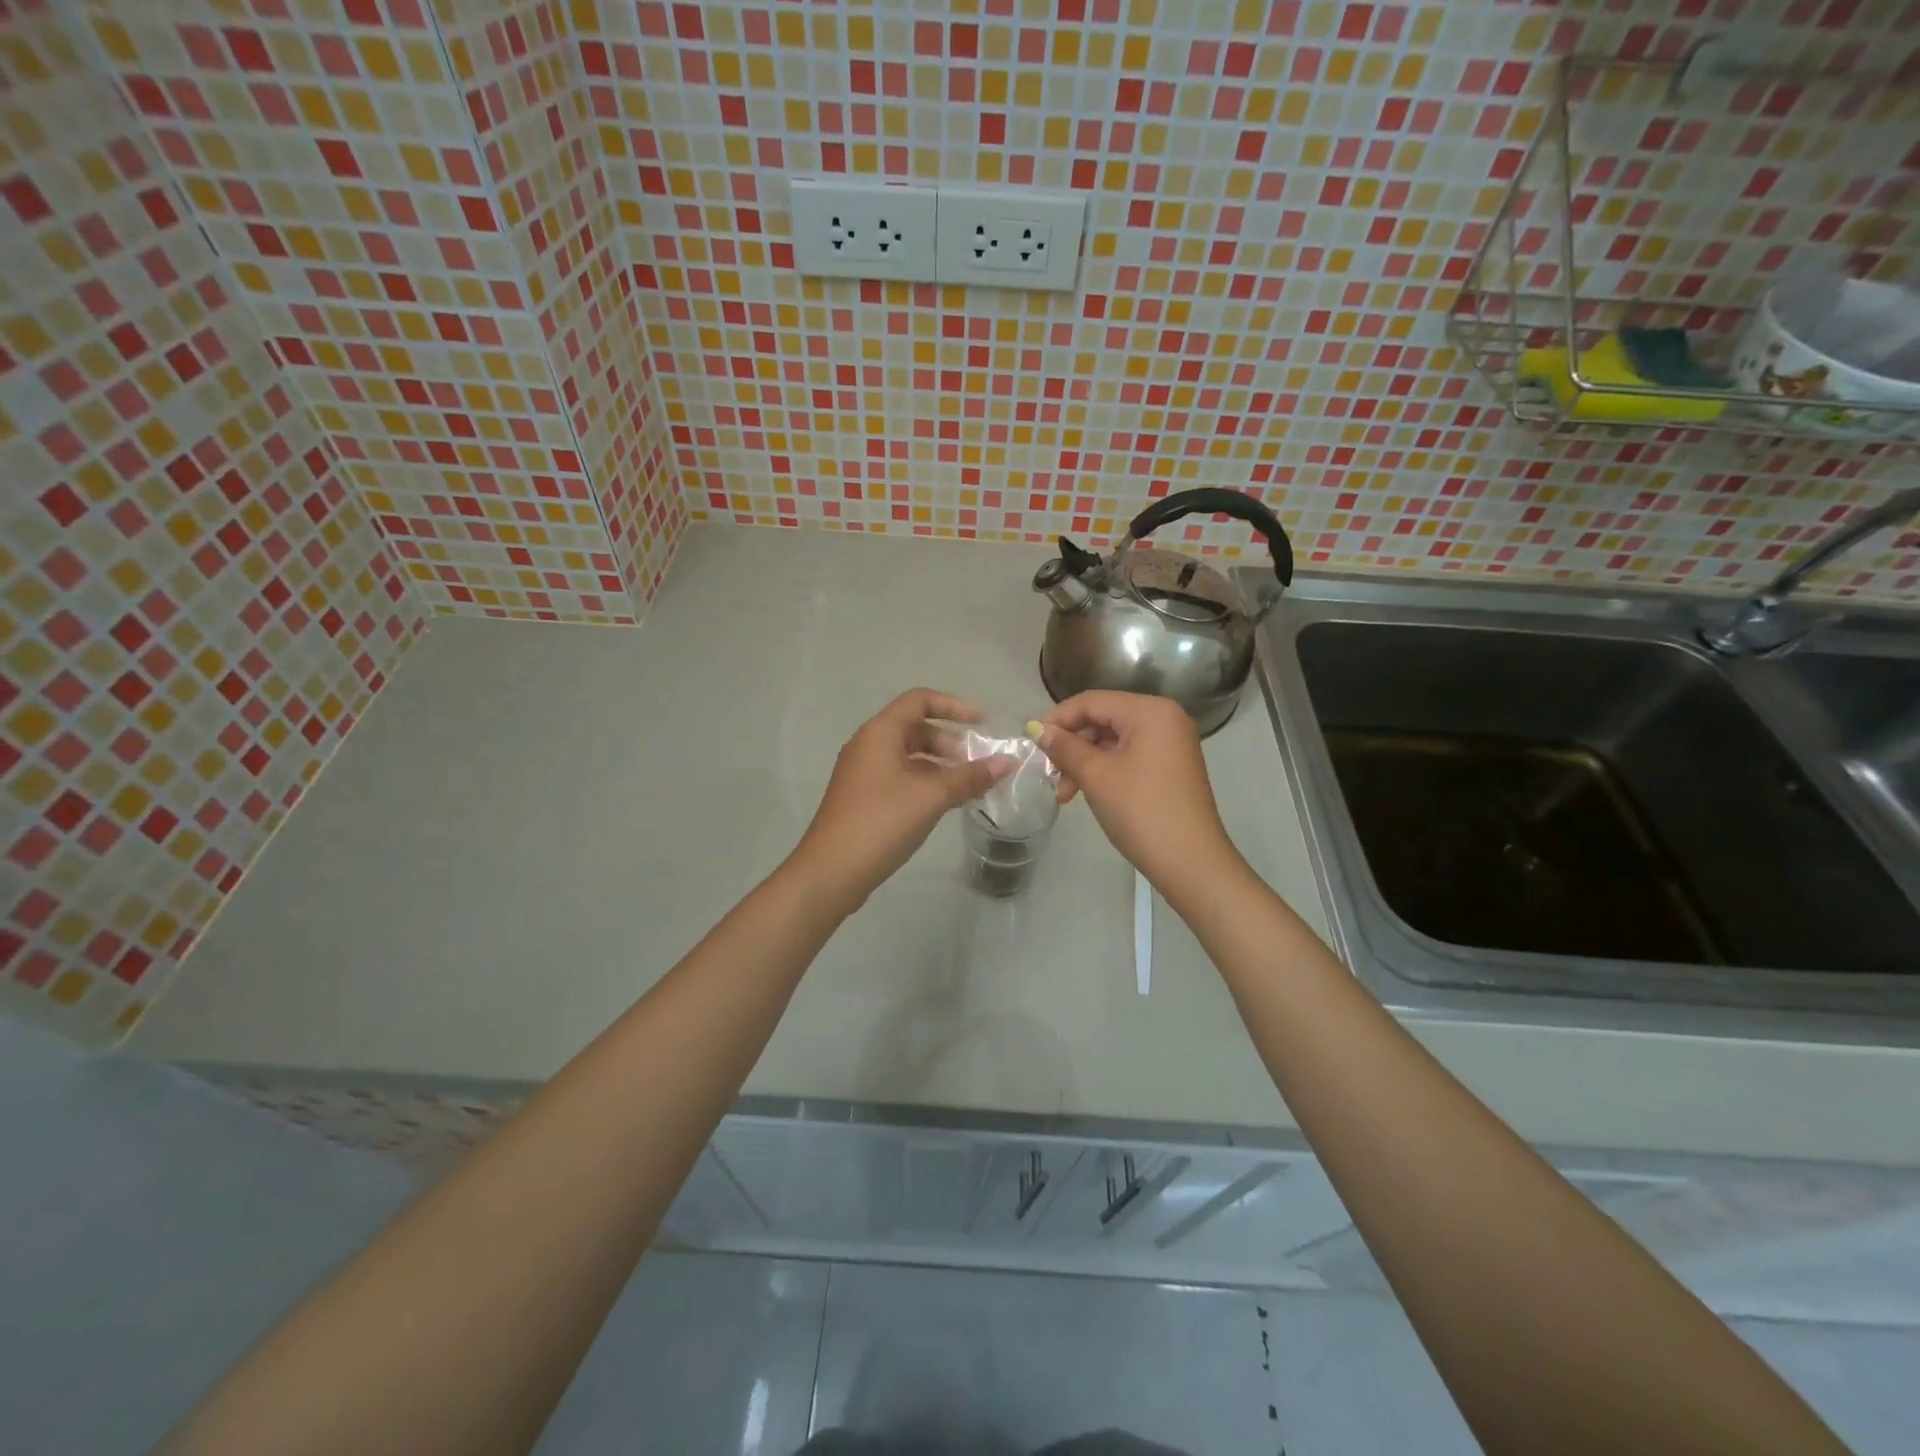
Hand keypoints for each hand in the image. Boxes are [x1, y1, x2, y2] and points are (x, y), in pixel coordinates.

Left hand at [789, 689, 1011, 913]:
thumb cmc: (881, 822)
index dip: (954, 706)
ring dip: (939, 765)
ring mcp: (862, 772)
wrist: (831, 871)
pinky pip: (900, 776)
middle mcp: (868, 745)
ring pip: (908, 755)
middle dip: (950, 742)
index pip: (920, 700)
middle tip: (975, 765)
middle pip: (915, 728)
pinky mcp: (862, 797)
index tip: (983, 723)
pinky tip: (943, 804)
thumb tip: (1007, 762)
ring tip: (966, 787)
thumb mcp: (931, 796)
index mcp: (880, 733)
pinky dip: (925, 782)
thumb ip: (970, 777)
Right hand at [1039, 690, 1243, 899]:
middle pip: (1103, 718)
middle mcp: (1164, 718)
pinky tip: (1084, 792)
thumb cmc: (1140, 810)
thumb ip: (1065, 747)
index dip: (1058, 718)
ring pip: (1113, 740)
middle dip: (1071, 744)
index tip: (1031, 740)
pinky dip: (1104, 769)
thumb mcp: (1096, 776)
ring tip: (1064, 793)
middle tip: (1047, 771)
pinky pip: (1128, 755)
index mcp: (1150, 711)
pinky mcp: (1170, 766)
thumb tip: (1038, 730)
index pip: (1092, 701)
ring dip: (1084, 761)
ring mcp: (1170, 743)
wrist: (1190, 861)